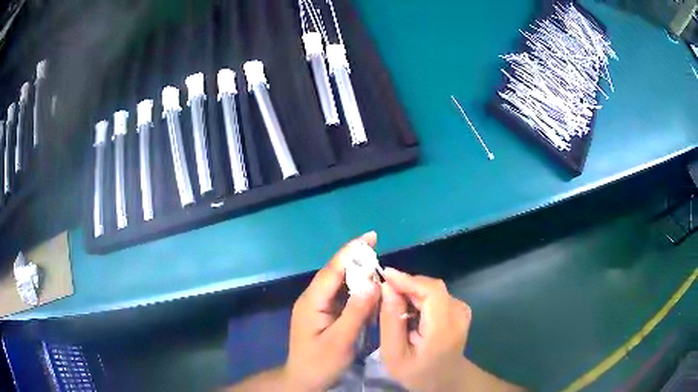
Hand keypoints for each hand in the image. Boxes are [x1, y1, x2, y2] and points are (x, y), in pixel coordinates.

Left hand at [283, 232, 379, 390]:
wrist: (303, 380)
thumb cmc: (320, 363)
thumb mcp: (340, 341)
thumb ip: (356, 312)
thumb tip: (373, 283)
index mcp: (312, 301)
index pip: (333, 270)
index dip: (352, 251)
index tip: (371, 236)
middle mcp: (313, 299)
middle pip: (336, 273)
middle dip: (357, 260)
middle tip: (380, 253)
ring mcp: (318, 306)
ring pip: (340, 284)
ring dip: (359, 276)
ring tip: (379, 271)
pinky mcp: (324, 314)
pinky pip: (343, 297)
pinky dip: (357, 293)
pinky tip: (370, 293)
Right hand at [379, 268, 471, 391]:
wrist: (445, 379)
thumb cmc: (417, 372)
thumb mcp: (394, 355)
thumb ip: (390, 322)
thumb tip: (386, 288)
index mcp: (444, 329)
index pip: (431, 291)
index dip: (408, 280)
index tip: (384, 275)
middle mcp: (458, 314)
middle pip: (431, 287)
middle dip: (405, 285)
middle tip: (381, 292)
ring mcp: (462, 310)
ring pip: (432, 289)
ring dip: (411, 291)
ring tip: (392, 303)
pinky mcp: (460, 308)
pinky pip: (436, 294)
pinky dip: (419, 296)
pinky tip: (407, 309)